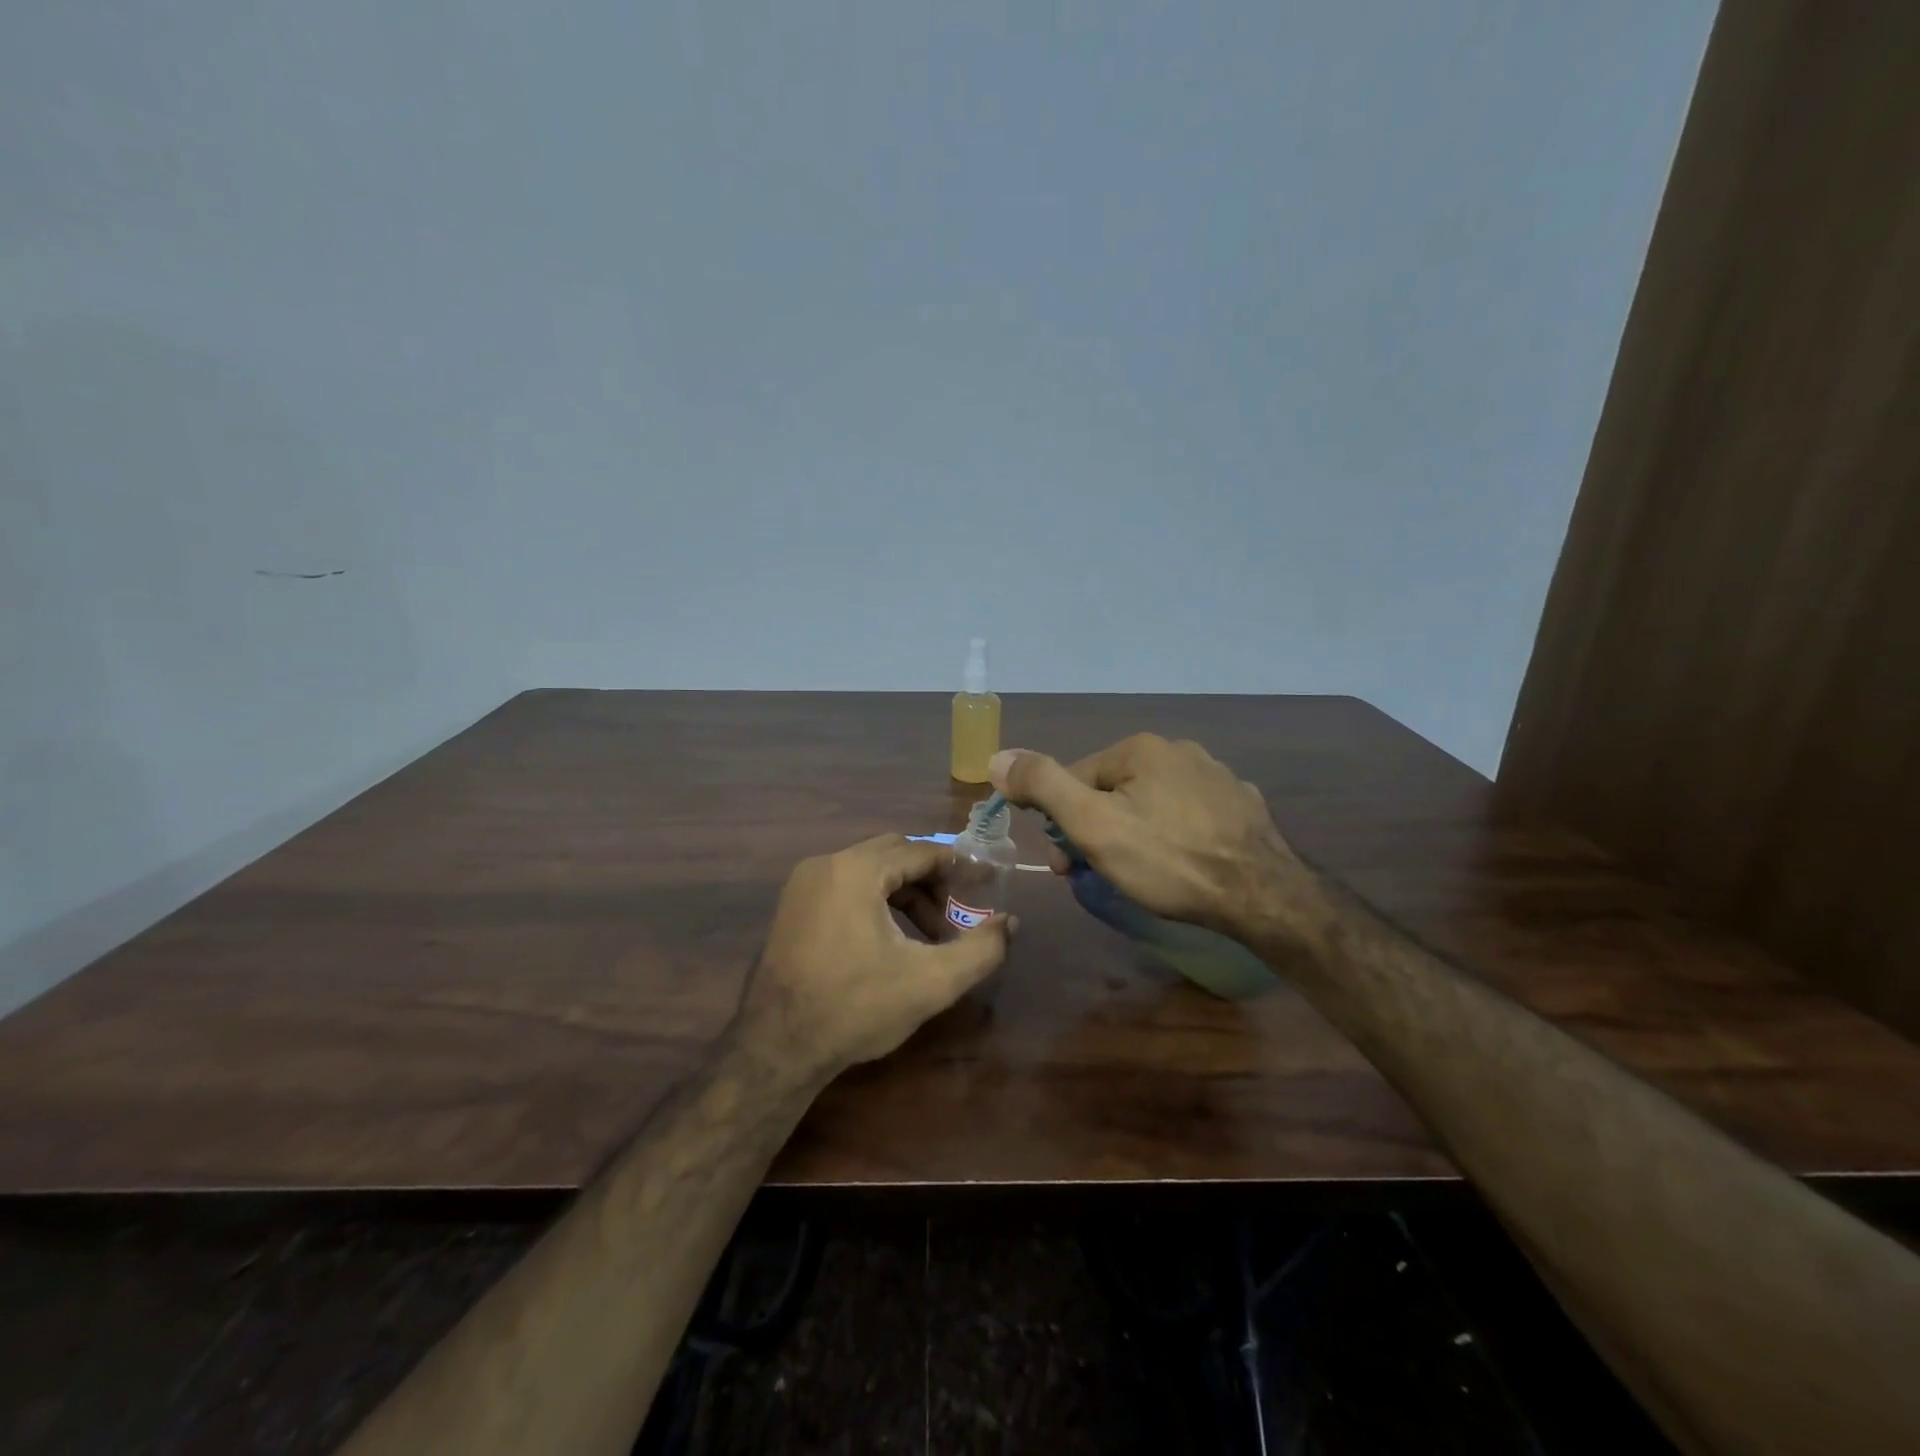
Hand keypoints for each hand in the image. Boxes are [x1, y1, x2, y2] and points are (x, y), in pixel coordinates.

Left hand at [735, 835, 1013, 1087]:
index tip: (984, 885)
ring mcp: (803, 884)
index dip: (958, 866)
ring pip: (868, 870)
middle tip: (953, 915)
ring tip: (926, 936)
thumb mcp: (931, 982)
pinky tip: (889, 941)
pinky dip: (874, 901)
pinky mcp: (792, 906)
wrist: (777, 1047)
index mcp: (856, 870)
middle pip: (894, 854)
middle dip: (930, 881)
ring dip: (903, 893)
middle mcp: (826, 864)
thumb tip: (1010, 923)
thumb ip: (980, 949)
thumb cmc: (856, 1008)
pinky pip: (844, 885)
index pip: (920, 851)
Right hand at [990, 735, 1315, 943]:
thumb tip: (998, 757)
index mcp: (1140, 748)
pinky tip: (1183, 864)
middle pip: (1113, 790)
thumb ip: (1043, 785)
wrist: (1263, 896)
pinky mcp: (1242, 805)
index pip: (1076, 778)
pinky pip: (1190, 815)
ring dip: (1133, 832)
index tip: (1064, 865)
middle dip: (1096, 829)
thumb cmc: (1168, 860)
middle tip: (1097, 874)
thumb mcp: (1092, 824)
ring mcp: (1217, 776)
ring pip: (1152, 802)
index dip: (1061, 823)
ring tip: (1140, 874)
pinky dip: (1175, 835)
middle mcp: (1179, 750)